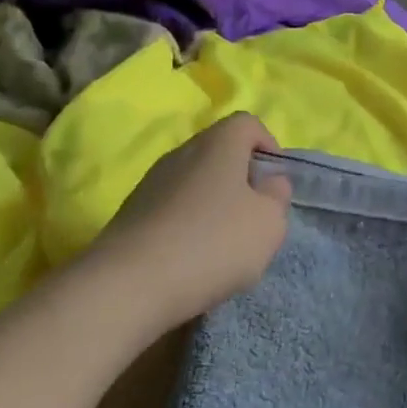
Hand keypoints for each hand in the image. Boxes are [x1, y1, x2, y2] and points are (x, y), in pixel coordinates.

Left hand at [86, 113, 293, 331]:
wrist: (129, 284)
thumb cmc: (213, 244)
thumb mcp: (268, 224)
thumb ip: (277, 197)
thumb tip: (269, 182)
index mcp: (218, 144)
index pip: (247, 123)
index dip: (268, 146)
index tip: (275, 184)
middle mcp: (181, 152)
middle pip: (219, 152)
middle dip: (241, 179)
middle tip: (253, 216)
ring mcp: (151, 182)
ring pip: (194, 181)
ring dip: (213, 204)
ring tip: (223, 244)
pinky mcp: (132, 213)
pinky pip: (172, 207)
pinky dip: (188, 224)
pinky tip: (192, 258)